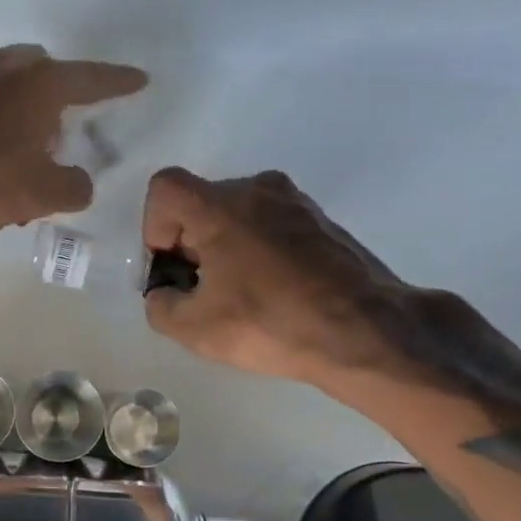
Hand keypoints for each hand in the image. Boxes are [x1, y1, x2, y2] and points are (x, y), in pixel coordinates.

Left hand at [0, 44, 146, 229]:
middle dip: (57, 105)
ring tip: (16, 167)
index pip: (93, 80)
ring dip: (19, 126)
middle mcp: (6, 69)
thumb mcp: (43, 192)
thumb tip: (78, 183)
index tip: (139, 80)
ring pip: (6, 95)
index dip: (119, 83)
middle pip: (44, 77)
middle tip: (58, 140)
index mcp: (42, 84)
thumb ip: (74, 188)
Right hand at [141, 167, 460, 386]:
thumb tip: (165, 294)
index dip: (154, 227)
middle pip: (201, 203)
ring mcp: (296, 202)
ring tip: (240, 295)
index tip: (172, 268)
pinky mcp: (323, 221)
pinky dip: (259, 250)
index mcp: (220, 205)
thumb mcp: (195, 329)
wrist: (367, 331)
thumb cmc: (271, 323)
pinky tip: (274, 293)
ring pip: (238, 214)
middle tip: (202, 291)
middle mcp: (257, 188)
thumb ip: (160, 306)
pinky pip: (272, 225)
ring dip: (225, 247)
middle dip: (189, 243)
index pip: (165, 188)